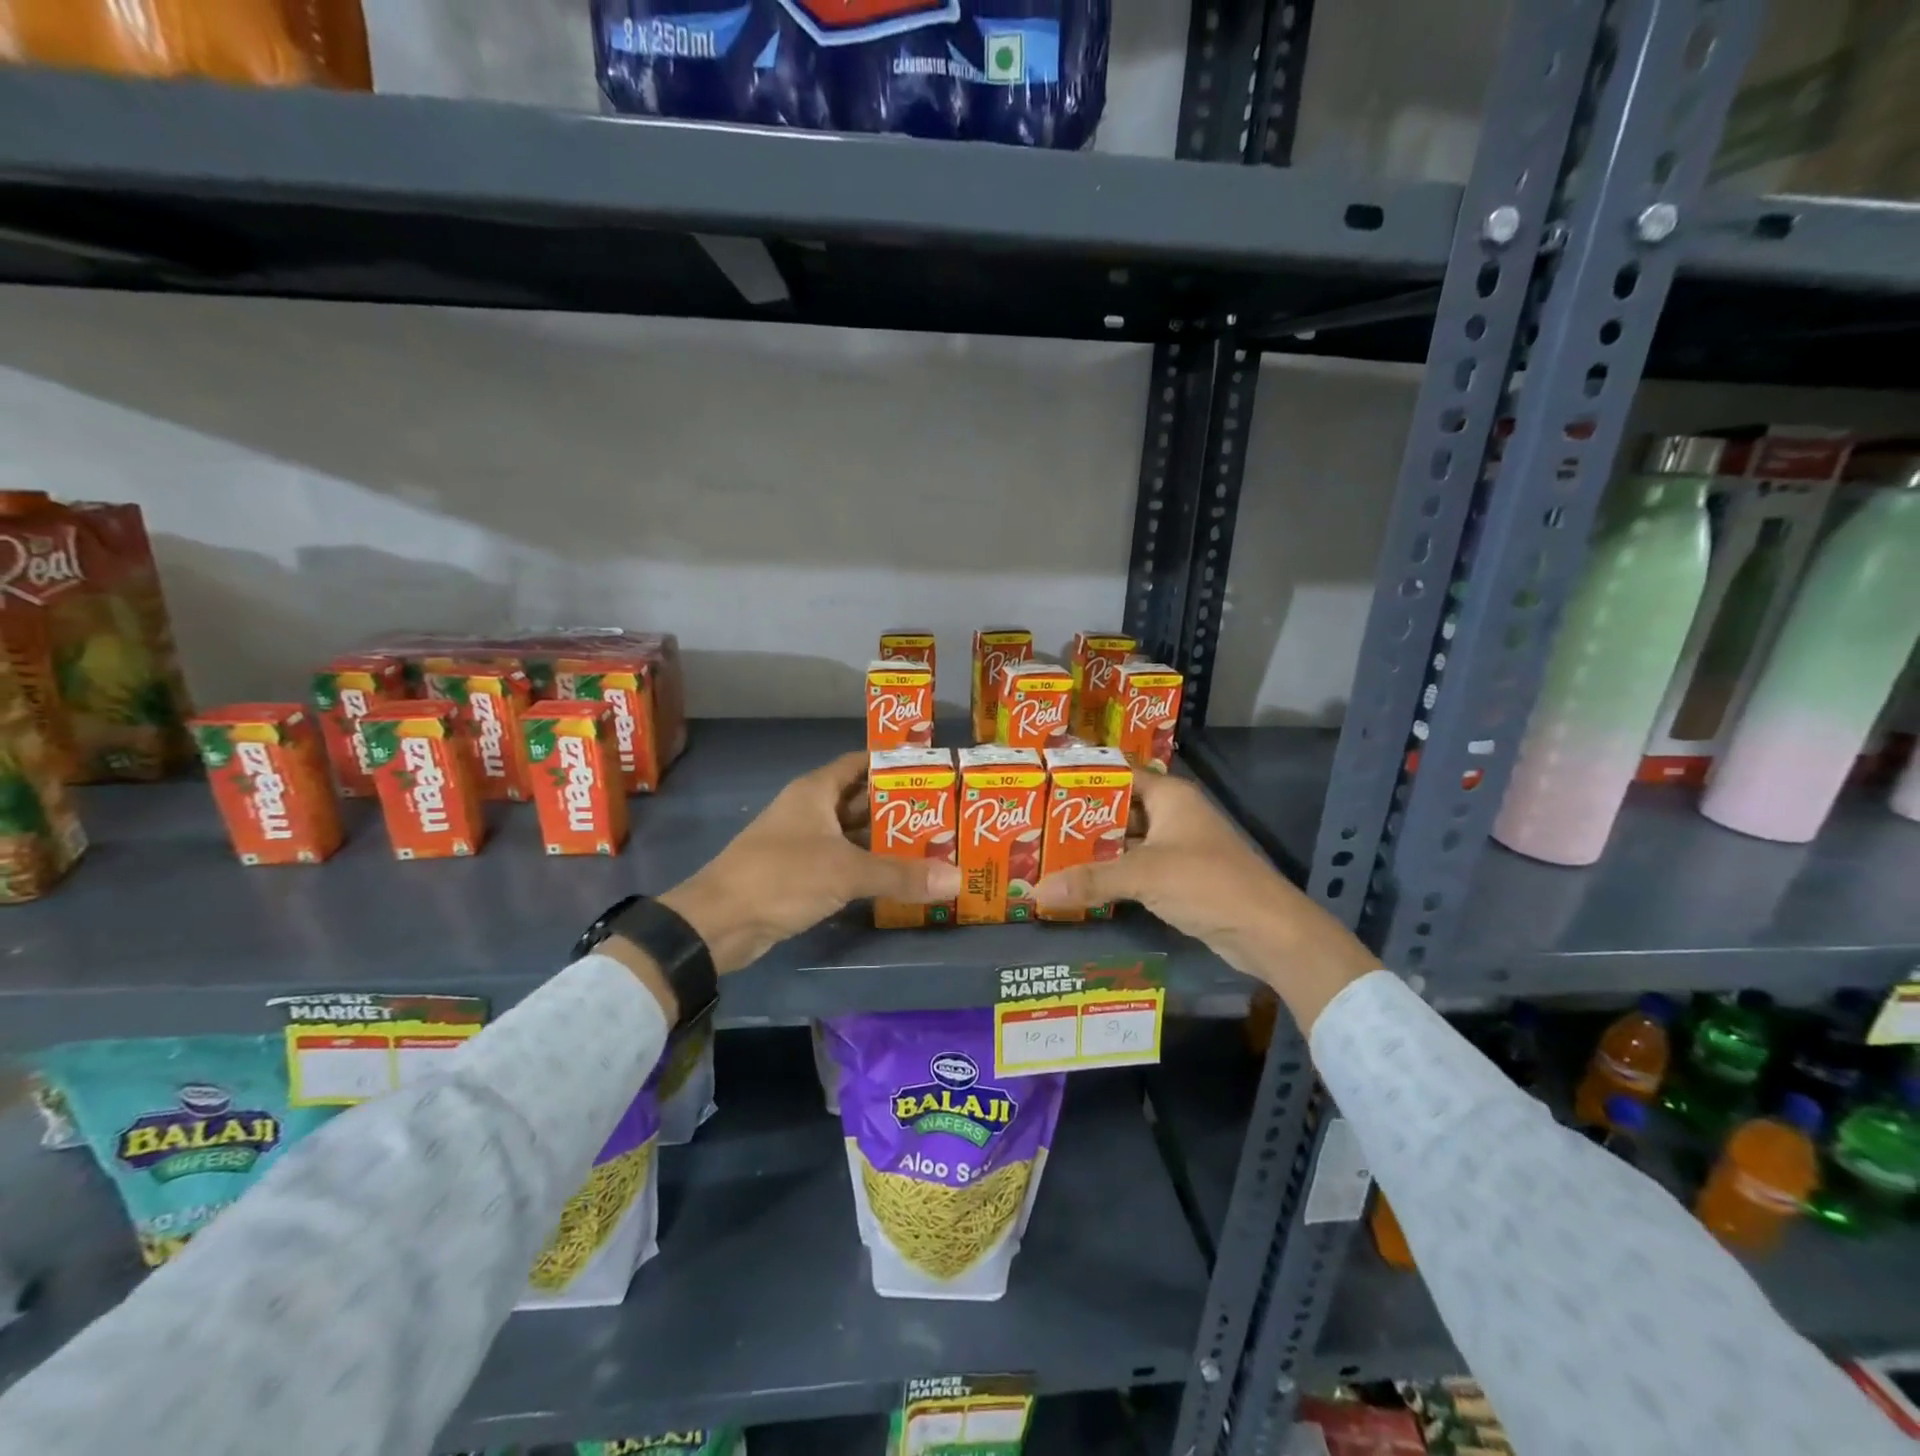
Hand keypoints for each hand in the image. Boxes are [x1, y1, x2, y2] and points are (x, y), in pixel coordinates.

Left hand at [653, 752, 959, 976]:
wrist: (719, 922)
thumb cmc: (782, 876)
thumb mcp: (846, 871)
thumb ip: (901, 874)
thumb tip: (956, 879)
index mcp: (816, 791)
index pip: (861, 763)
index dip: (894, 764)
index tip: (934, 771)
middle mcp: (811, 810)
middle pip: (862, 800)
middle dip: (900, 807)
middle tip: (946, 815)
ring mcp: (804, 843)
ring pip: (854, 834)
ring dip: (886, 840)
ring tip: (934, 845)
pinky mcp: (801, 875)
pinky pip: (844, 862)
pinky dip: (869, 866)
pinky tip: (900, 877)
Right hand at [1033, 772, 1379, 1030]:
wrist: (1266, 931)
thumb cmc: (1207, 883)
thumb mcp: (1144, 875)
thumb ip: (1090, 880)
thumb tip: (1035, 892)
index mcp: (1169, 796)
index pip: (1118, 773)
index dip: (1084, 777)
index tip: (1043, 783)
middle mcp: (1172, 815)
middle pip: (1118, 809)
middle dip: (1080, 819)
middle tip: (1033, 824)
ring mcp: (1176, 848)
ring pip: (1125, 842)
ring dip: (1093, 850)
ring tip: (1046, 853)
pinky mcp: (1177, 879)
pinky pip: (1135, 869)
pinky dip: (1111, 874)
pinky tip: (1078, 883)